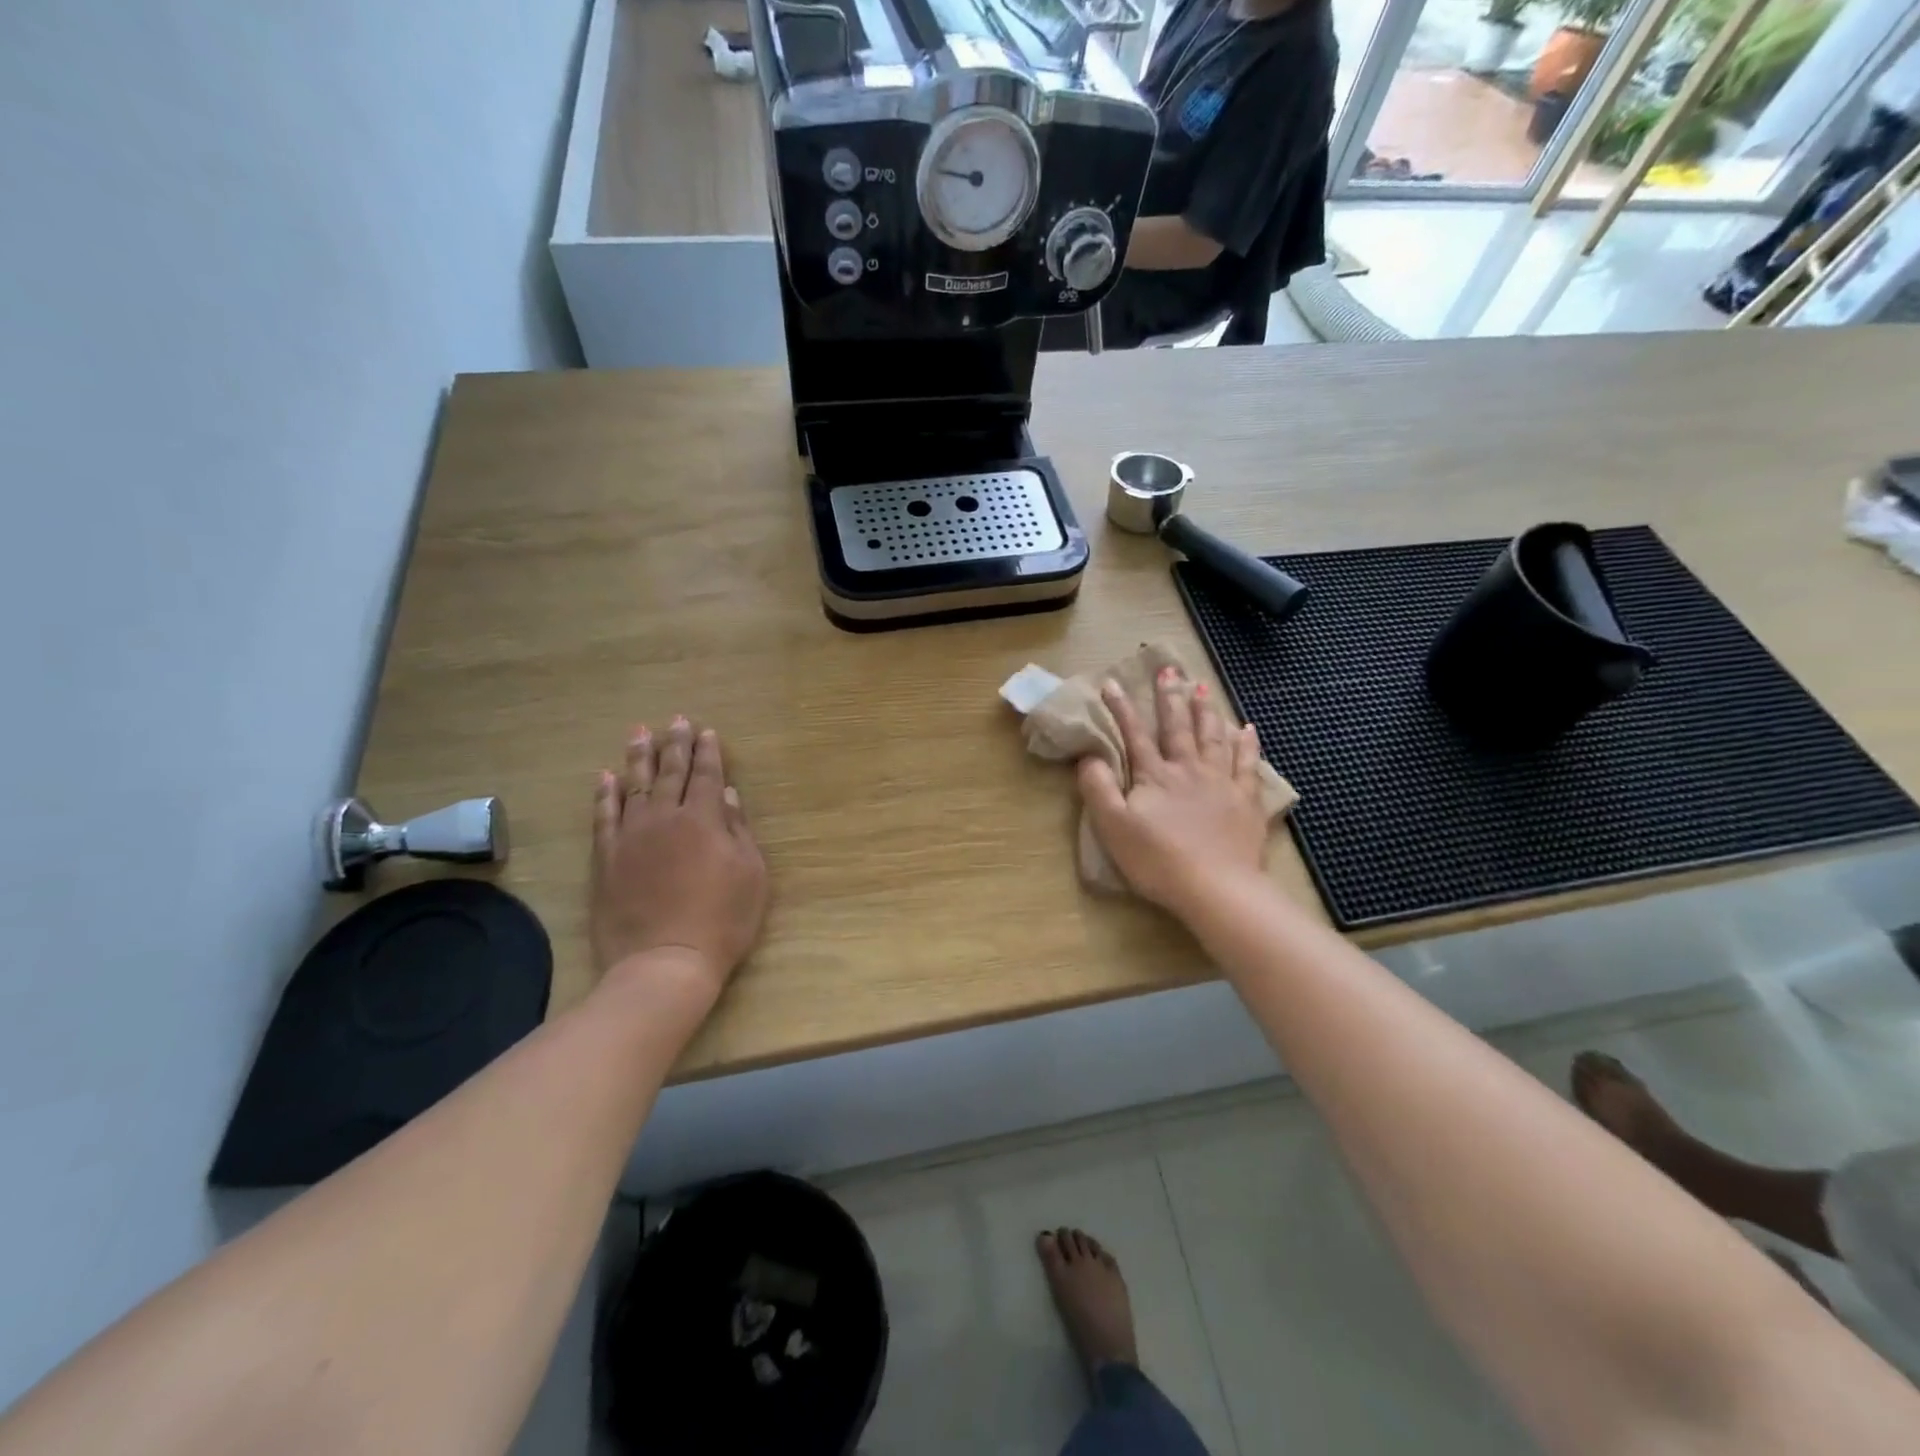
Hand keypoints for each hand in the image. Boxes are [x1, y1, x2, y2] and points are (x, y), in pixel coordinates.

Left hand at [590, 717, 768, 1001]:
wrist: (664, 962)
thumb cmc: (721, 921)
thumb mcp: (751, 875)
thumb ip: (739, 831)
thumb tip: (729, 796)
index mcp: (705, 820)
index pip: (708, 775)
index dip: (708, 752)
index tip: (707, 732)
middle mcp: (666, 817)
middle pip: (671, 772)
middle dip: (675, 744)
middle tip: (676, 720)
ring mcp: (631, 836)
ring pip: (634, 785)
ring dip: (638, 757)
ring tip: (639, 732)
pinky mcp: (606, 858)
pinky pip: (604, 816)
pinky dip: (605, 793)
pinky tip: (606, 776)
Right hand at [1076, 666, 1269, 915]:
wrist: (1216, 889)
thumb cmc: (1157, 860)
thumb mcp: (1113, 827)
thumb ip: (1098, 788)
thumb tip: (1088, 757)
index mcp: (1155, 775)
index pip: (1134, 734)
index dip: (1121, 708)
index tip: (1112, 682)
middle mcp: (1188, 769)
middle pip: (1178, 727)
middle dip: (1170, 697)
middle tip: (1169, 669)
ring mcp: (1221, 783)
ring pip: (1213, 737)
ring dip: (1206, 711)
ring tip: (1202, 688)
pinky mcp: (1245, 801)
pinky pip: (1247, 764)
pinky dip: (1247, 744)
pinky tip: (1247, 729)